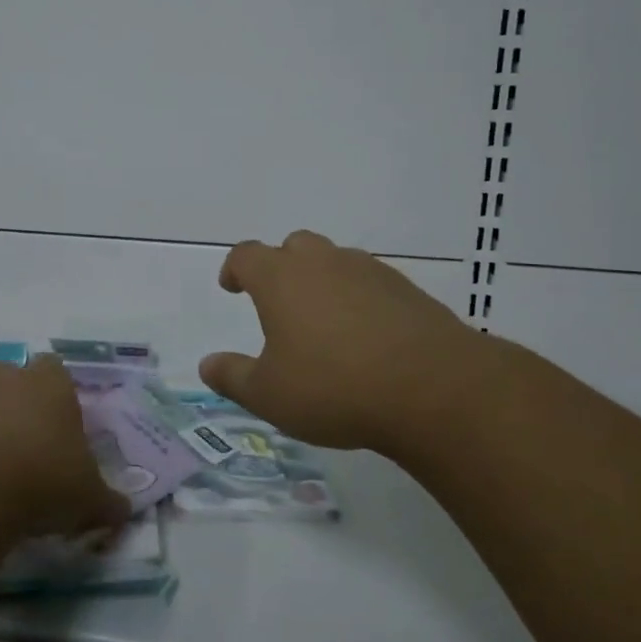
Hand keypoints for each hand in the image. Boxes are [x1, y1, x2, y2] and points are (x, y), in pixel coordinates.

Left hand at [0, 356, 130, 538]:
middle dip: (12, 397)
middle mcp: (7, 376)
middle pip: (10, 374)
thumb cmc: (43, 482)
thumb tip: (123, 511)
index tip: (55, 423)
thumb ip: (109, 501)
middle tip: (19, 439)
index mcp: (50, 384)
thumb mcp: (89, 499)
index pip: (54, 368)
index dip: (54, 392)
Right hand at [200, 229, 497, 456]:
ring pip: (336, 262)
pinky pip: (370, 283)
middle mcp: (324, 262)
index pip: (247, 255)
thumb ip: (233, 377)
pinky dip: (359, 299)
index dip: (235, 268)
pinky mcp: (407, 290)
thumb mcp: (269, 394)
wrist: (433, 388)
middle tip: (279, 303)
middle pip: (294, 247)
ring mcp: (370, 271)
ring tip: (324, 322)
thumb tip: (207, 364)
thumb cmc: (334, 387)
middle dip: (281, 267)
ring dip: (323, 282)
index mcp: (282, 279)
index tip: (232, 287)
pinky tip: (366, 336)